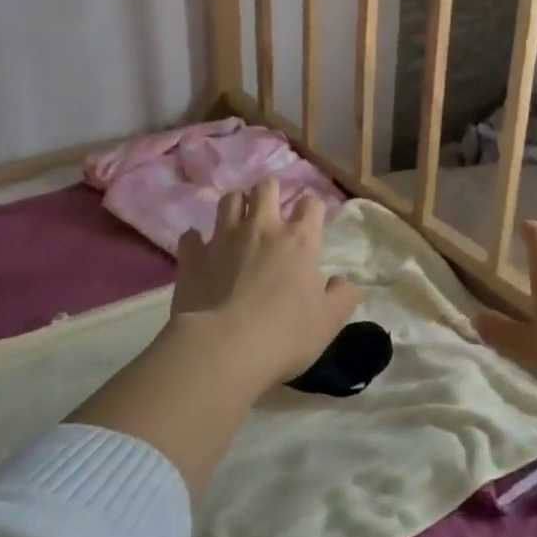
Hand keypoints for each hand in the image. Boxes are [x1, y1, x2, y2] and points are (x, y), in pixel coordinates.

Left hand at [170, 179, 360, 390]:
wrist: (224, 348)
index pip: (311, 204)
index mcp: (300, 241)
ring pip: (229, 200)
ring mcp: (223, 239)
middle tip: (271, 210)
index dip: (312, 209)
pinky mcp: (193, 256)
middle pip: (265, 187)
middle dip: (270, 192)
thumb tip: (345, 281)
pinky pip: (192, 236)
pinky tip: (202, 251)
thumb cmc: (285, 335)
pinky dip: (198, 240)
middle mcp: (262, 229)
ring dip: (236, 206)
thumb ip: (343, 296)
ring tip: (238, 222)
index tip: (310, 221)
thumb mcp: (329, 321)